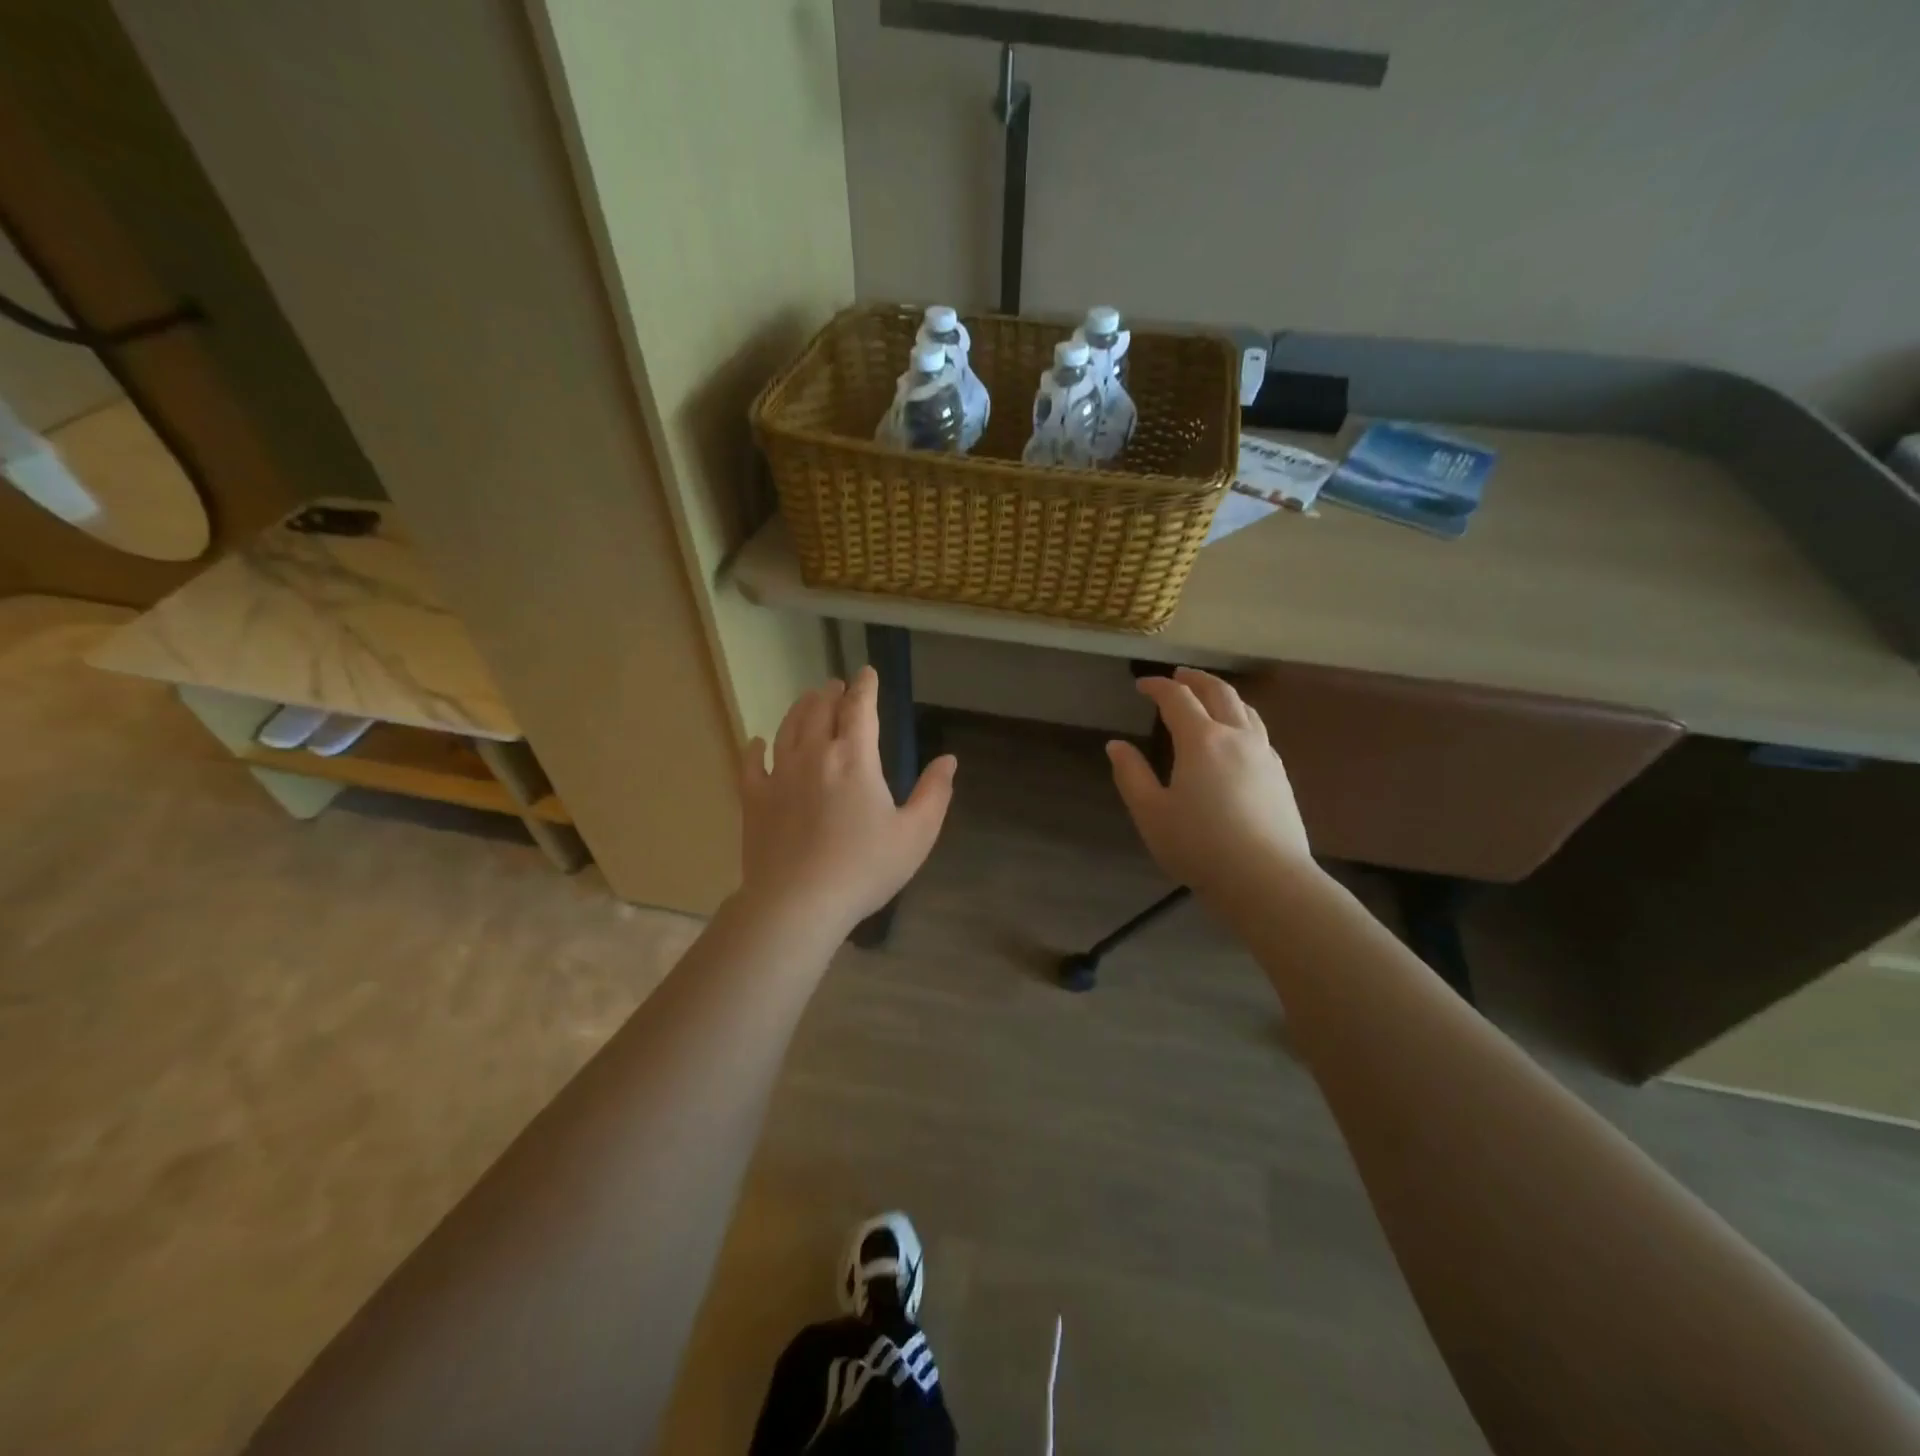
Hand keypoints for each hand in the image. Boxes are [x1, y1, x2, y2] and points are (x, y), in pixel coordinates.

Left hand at [739, 666, 957, 937]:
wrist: (798, 903)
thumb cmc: (864, 869)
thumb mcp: (916, 835)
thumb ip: (935, 793)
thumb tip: (949, 760)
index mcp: (855, 759)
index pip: (860, 708)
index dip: (865, 687)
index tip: (867, 673)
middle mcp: (815, 755)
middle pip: (820, 710)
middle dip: (831, 693)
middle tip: (835, 685)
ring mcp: (780, 775)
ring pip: (788, 728)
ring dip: (800, 709)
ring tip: (808, 699)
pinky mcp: (754, 799)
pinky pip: (752, 763)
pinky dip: (756, 747)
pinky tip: (758, 741)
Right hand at [1107, 668, 1314, 899]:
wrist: (1266, 879)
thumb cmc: (1199, 846)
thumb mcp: (1151, 813)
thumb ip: (1131, 775)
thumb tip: (1116, 745)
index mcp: (1201, 740)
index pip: (1177, 698)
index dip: (1157, 686)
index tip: (1141, 685)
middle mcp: (1236, 736)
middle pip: (1219, 692)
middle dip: (1196, 679)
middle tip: (1178, 675)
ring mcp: (1264, 755)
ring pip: (1245, 709)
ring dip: (1223, 695)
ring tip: (1209, 697)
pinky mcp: (1280, 775)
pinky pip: (1259, 732)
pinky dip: (1241, 718)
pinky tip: (1236, 737)